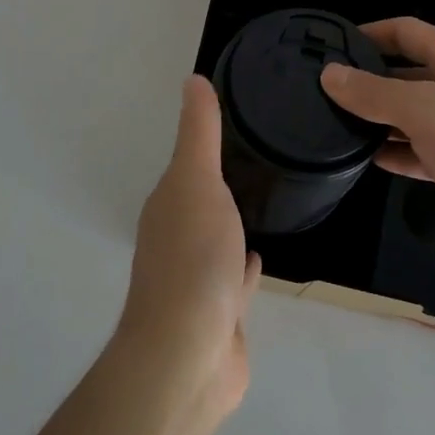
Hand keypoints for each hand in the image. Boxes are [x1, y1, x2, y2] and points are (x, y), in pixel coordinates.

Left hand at [116, 77, 261, 420]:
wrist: (189, 355)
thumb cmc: (193, 258)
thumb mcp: (197, 181)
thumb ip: (199, 132)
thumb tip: (192, 78)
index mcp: (169, 205)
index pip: (188, 166)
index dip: (206, 144)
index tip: (240, 122)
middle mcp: (177, 239)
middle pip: (201, 201)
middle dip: (221, 182)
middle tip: (261, 156)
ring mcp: (198, 280)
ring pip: (219, 240)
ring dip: (233, 223)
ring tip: (264, 199)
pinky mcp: (221, 315)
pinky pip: (236, 281)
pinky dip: (246, 267)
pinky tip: (261, 258)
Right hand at [320, 18, 434, 257]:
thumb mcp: (423, 109)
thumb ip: (373, 92)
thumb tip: (329, 73)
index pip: (406, 32)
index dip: (370, 32)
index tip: (333, 44)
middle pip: (408, 74)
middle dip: (371, 81)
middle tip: (327, 92)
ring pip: (414, 115)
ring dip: (381, 120)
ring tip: (338, 126)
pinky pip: (425, 151)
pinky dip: (400, 152)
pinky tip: (370, 160)